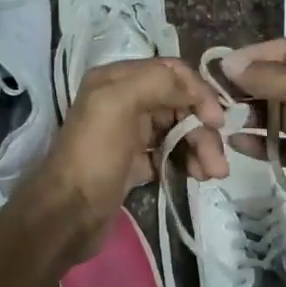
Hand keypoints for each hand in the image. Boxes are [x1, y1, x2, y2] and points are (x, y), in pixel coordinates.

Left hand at [31, 58, 228, 259]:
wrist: (67, 214)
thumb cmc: (94, 155)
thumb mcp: (118, 103)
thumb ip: (157, 82)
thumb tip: (193, 89)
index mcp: (117, 79)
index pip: (171, 72)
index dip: (198, 92)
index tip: (216, 120)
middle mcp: (123, 101)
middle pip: (179, 104)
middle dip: (202, 129)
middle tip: (218, 162)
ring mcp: (129, 133)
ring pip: (177, 130)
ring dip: (200, 148)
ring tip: (212, 174)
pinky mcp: (134, 162)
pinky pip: (170, 154)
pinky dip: (187, 162)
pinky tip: (197, 176)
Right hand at [222, 39, 285, 235]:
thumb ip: (270, 76)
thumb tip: (231, 65)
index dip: (255, 56)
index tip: (223, 66)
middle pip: (279, 80)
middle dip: (248, 86)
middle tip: (215, 94)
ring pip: (276, 113)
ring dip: (250, 114)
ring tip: (220, 117)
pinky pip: (279, 143)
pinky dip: (259, 142)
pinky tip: (236, 142)